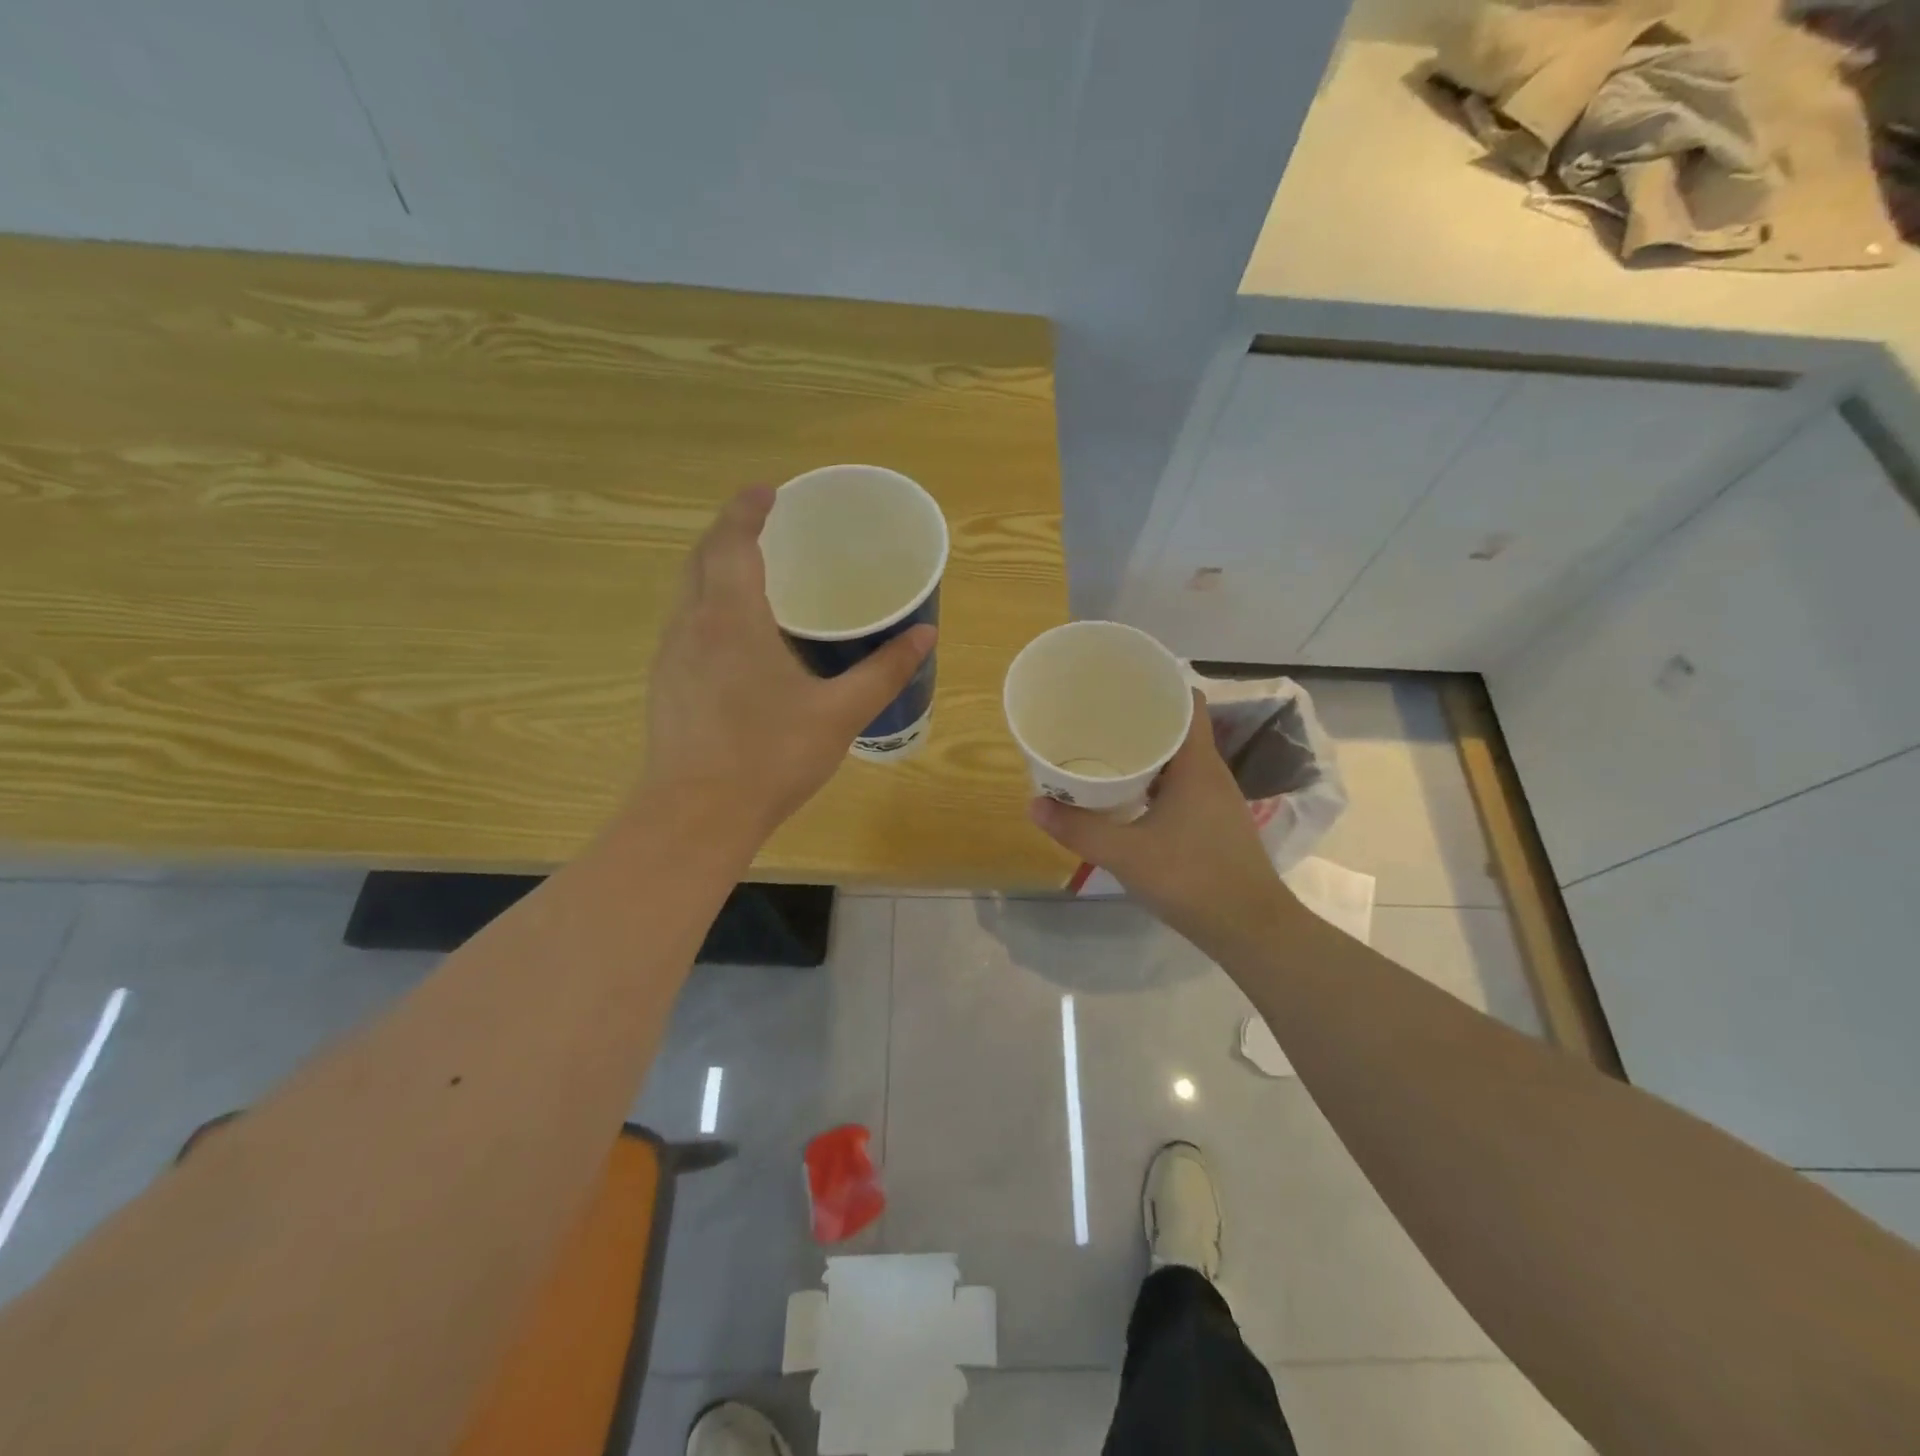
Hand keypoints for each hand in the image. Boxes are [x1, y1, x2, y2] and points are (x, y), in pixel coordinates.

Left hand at [640, 486, 935, 838]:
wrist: (695, 816)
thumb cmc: (770, 758)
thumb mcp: (839, 714)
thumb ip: (883, 671)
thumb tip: (925, 634)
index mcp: (731, 619)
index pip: (732, 543)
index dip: (747, 510)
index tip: (769, 491)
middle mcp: (692, 625)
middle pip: (701, 558)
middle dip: (729, 531)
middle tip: (764, 524)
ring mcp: (671, 656)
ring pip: (687, 591)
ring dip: (714, 568)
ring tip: (752, 572)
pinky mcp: (665, 685)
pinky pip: (685, 624)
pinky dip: (708, 604)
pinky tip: (735, 635)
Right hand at [1029, 690, 1287, 944]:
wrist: (1251, 930)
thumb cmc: (1193, 879)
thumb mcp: (1126, 854)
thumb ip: (1079, 829)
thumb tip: (1034, 803)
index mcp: (1197, 765)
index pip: (1187, 702)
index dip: (1159, 686)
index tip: (1121, 685)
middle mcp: (1211, 774)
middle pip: (1178, 729)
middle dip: (1141, 719)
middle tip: (1097, 718)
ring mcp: (1216, 800)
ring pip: (1179, 761)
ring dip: (1147, 753)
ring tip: (1105, 751)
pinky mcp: (1214, 824)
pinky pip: (1181, 787)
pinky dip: (1155, 782)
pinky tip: (1128, 797)